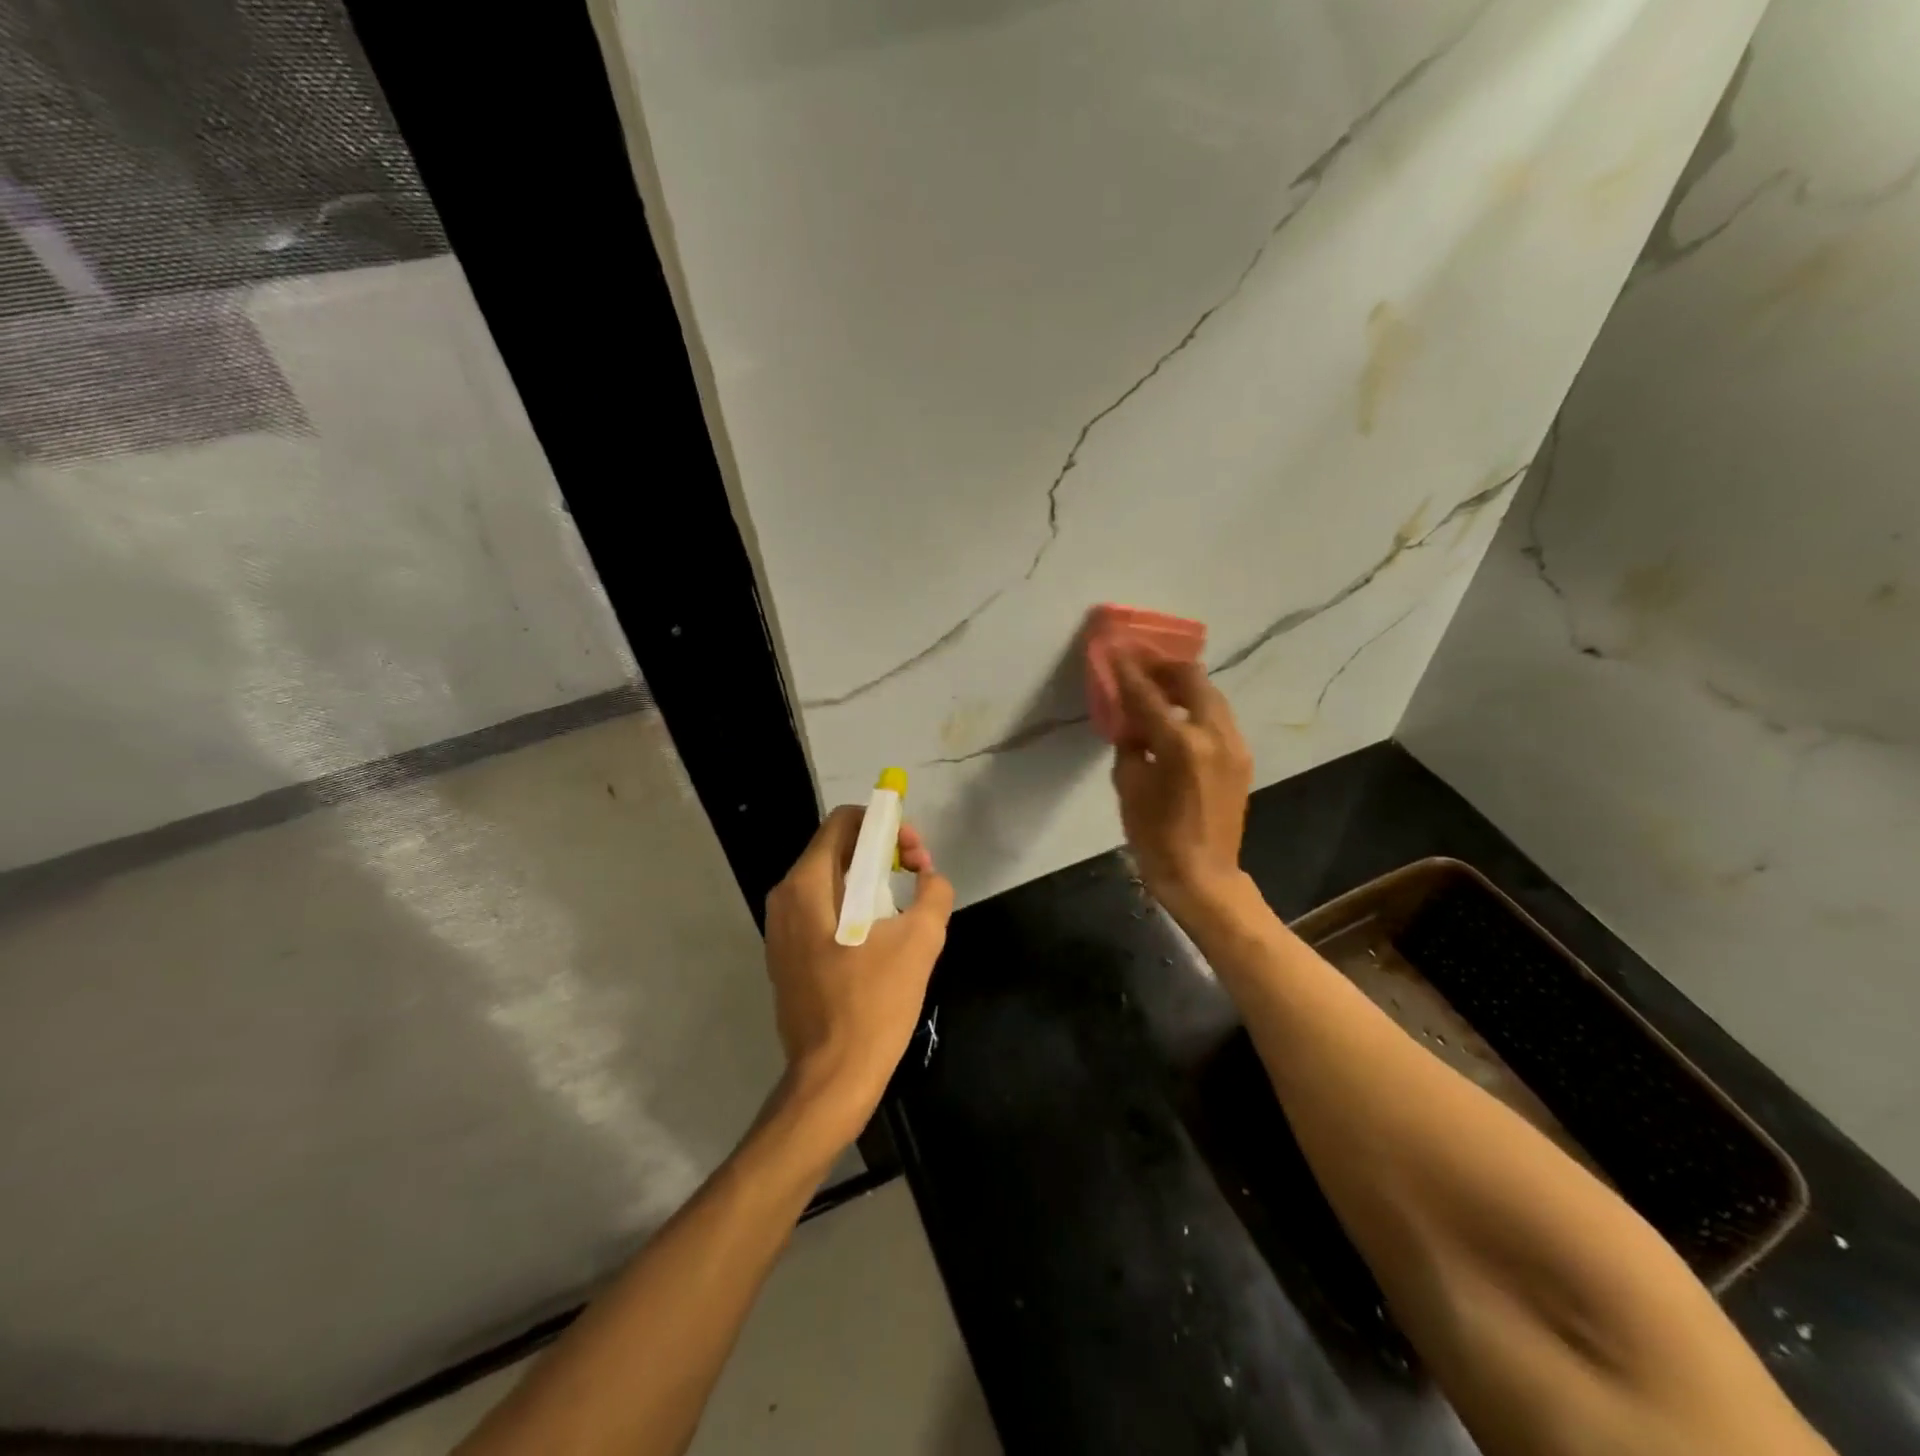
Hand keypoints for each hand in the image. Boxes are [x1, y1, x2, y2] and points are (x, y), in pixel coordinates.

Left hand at [763, 806, 954, 1137]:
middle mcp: (785, 898)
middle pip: (839, 848)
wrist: (832, 1080)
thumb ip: (933, 893)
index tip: (914, 853)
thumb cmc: (873, 1004)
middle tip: (919, 875)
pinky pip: (824, 911)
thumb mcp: (920, 941)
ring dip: (873, 880)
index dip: (886, 824)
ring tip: (907, 907)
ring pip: (833, 881)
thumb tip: (930, 879)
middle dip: (883, 851)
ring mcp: (782, 930)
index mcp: (807, 885)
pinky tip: (883, 936)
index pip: (845, 821)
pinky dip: (855, 907)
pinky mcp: (788, 956)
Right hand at [1111, 649, 1253, 910]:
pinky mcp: (1242, 756)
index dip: (1128, 670)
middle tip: (1140, 664)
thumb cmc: (1156, 837)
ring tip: (1157, 686)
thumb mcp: (1130, 787)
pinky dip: (1197, 706)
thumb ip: (1130, 744)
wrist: (1204, 875)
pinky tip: (1177, 715)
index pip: (1148, 694)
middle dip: (1164, 666)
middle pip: (1192, 679)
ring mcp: (1234, 744)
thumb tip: (1131, 721)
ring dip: (1183, 685)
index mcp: (1180, 744)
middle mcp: (1213, 735)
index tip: (1116, 649)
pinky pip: (1218, 717)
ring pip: (1211, 695)